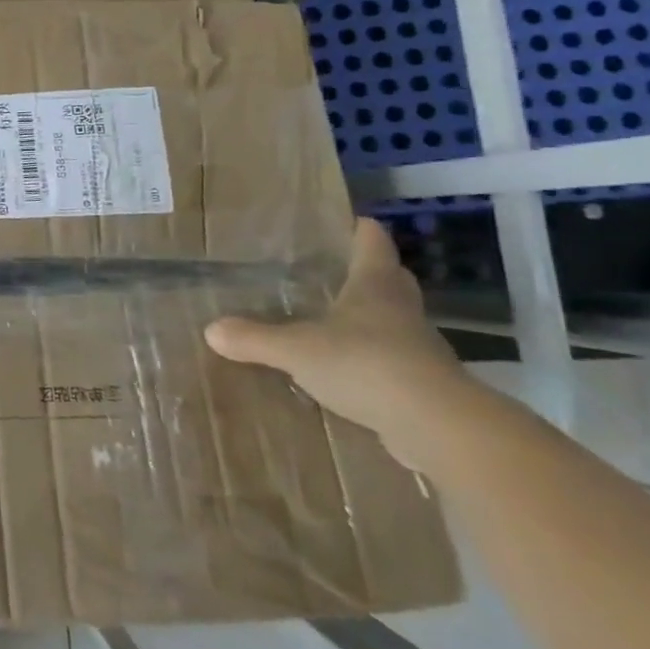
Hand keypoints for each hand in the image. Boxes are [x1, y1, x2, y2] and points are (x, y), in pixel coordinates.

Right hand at [204, 218, 471, 465]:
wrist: (439, 427)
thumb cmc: (366, 364)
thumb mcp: (296, 350)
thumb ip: (254, 338)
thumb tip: (210, 330)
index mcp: (374, 287)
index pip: (372, 244)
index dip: (361, 230)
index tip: (350, 221)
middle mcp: (402, 310)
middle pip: (392, 280)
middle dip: (372, 272)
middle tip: (339, 269)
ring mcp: (420, 349)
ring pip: (396, 321)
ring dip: (374, 319)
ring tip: (336, 321)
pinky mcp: (426, 386)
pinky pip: (396, 362)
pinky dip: (376, 360)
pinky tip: (350, 371)